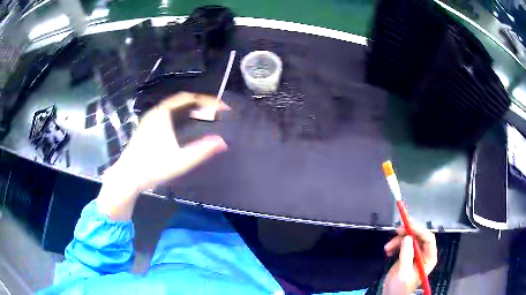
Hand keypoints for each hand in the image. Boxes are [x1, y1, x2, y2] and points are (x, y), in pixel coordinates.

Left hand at [97, 92, 228, 219]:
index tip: (223, 108)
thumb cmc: (153, 167)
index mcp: (164, 114)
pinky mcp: (146, 127)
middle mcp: (156, 112)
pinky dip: (180, 115)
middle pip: (182, 100)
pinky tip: (183, 127)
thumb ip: (202, 150)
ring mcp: (149, 119)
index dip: (209, 101)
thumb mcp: (180, 160)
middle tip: (215, 112)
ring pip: (173, 107)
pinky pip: (167, 114)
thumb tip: (222, 142)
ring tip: (203, 118)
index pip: (190, 98)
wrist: (128, 176)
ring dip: (190, 109)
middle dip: (201, 104)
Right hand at [382, 222, 437, 294]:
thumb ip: (407, 255)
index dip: (419, 230)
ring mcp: (415, 254)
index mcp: (429, 258)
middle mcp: (424, 254)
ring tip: (388, 248)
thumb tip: (407, 238)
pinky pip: (403, 244)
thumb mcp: (404, 272)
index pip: (428, 239)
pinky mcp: (407, 256)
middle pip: (419, 237)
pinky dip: (395, 245)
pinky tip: (389, 251)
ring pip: (410, 239)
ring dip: (398, 241)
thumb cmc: (400, 287)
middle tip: (397, 231)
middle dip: (407, 234)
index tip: (408, 225)